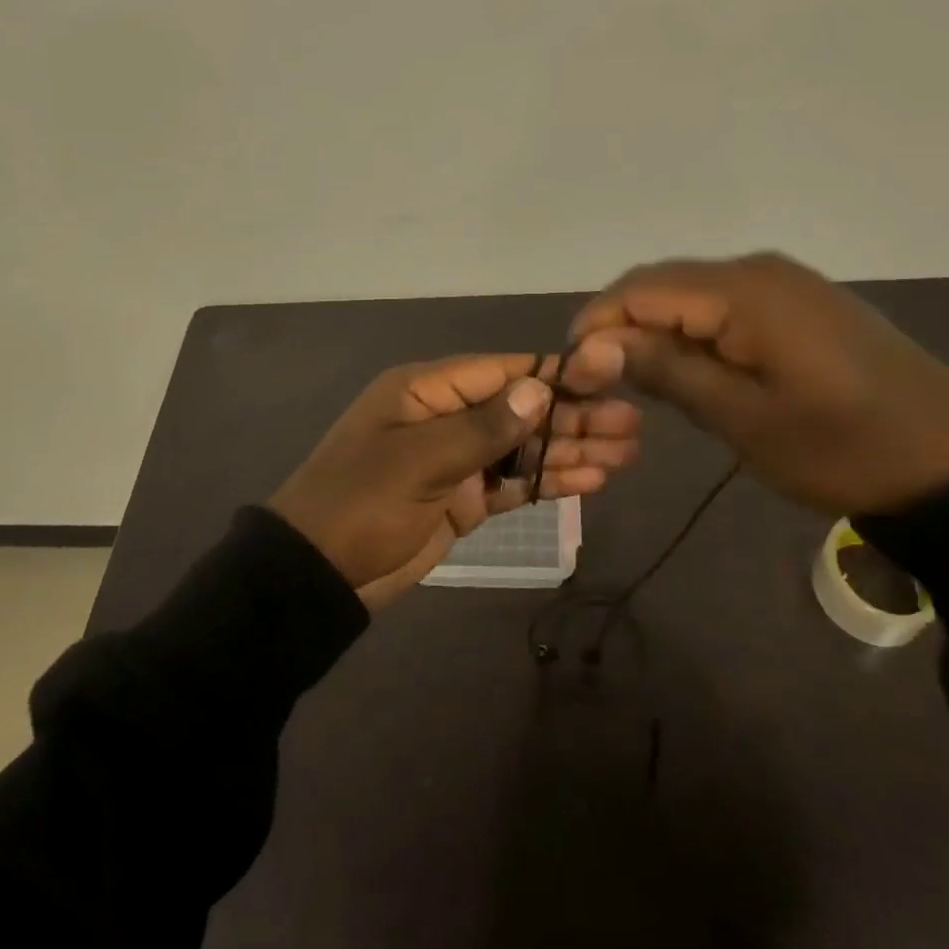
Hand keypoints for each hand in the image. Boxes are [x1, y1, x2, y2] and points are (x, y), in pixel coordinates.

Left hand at [269, 344, 639, 610]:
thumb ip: (483, 427)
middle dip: (575, 417)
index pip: (503, 371)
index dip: (556, 375)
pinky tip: (592, 481)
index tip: (609, 380)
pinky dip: (550, 482)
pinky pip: (514, 483)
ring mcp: (458, 459)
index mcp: (429, 390)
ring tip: (627, 454)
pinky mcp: (464, 499)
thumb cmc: (361, 504)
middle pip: (522, 410)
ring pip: (525, 447)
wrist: (316, 577)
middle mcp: (448, 416)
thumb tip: (539, 388)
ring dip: (572, 450)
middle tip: (632, 427)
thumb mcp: (419, 461)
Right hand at [571, 253, 948, 515]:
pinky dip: (694, 329)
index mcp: (742, 292)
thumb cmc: (842, 446)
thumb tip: (594, 346)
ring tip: (640, 380)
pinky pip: (725, 302)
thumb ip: (666, 370)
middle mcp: (757, 269)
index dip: (597, 325)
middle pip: (662, 283)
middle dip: (622, 325)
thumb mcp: (743, 418)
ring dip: (657, 328)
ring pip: (691, 292)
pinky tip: (692, 367)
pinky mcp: (799, 300)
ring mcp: (782, 281)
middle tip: (601, 381)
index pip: (640, 289)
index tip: (573, 371)